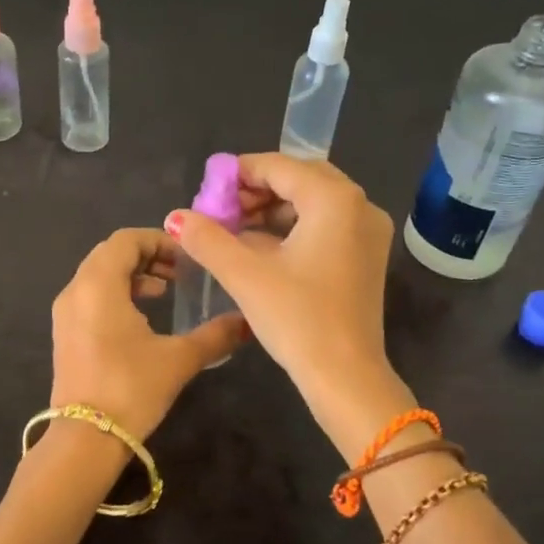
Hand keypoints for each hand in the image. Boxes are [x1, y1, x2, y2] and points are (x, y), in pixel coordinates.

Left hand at [48, 228, 246, 441]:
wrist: (85, 439)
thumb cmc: (131, 388)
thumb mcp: (179, 358)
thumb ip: (215, 335)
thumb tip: (247, 321)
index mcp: (98, 283)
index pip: (126, 239)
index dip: (160, 240)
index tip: (188, 258)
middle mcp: (75, 290)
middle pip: (110, 254)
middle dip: (147, 256)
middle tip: (180, 273)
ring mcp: (64, 313)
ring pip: (98, 276)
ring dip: (132, 276)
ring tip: (164, 292)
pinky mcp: (64, 335)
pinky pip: (90, 297)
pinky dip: (116, 294)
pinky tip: (141, 318)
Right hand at [164, 154, 406, 451]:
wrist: (346, 377)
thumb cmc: (298, 319)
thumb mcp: (245, 275)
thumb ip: (207, 239)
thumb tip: (175, 217)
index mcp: (334, 200)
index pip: (279, 166)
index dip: (237, 174)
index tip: (206, 191)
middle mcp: (359, 206)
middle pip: (300, 179)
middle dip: (257, 190)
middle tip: (221, 210)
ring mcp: (368, 232)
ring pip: (314, 202)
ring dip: (273, 210)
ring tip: (234, 230)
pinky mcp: (366, 257)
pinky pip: (326, 225)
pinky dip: (293, 228)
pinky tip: (261, 248)